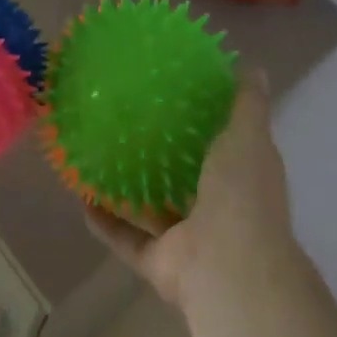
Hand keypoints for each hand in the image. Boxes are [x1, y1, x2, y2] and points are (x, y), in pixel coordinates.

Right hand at [84, 71, 299, 310]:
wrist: (230, 269)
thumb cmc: (242, 193)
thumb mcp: (248, 136)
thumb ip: (247, 105)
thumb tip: (254, 67)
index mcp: (241, 178)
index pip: (226, 146)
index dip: (206, 124)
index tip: (177, 95)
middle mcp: (217, 208)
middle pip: (187, 179)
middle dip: (164, 156)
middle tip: (130, 122)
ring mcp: (188, 238)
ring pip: (154, 210)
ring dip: (131, 190)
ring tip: (101, 157)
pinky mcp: (160, 262)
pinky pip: (127, 239)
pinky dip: (105, 223)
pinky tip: (82, 198)